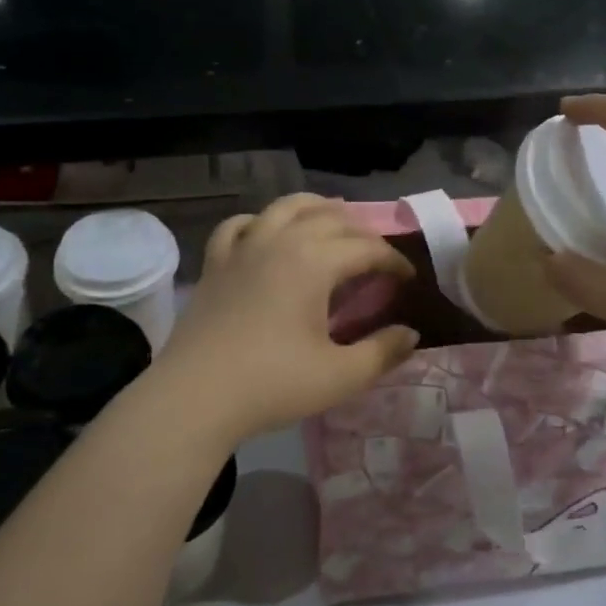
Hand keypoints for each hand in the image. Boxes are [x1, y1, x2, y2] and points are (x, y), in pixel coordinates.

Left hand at [154, 194, 419, 442]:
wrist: (194, 398)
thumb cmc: (272, 385)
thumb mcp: (340, 376)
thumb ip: (382, 352)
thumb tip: (411, 334)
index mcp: (314, 262)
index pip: (366, 249)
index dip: (393, 262)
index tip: (408, 280)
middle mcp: (280, 242)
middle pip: (330, 219)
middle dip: (361, 232)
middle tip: (376, 256)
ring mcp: (243, 249)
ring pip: (285, 208)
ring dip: (315, 208)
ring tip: (332, 216)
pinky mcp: (215, 264)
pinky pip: (239, 226)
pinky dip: (259, 222)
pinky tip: (264, 231)